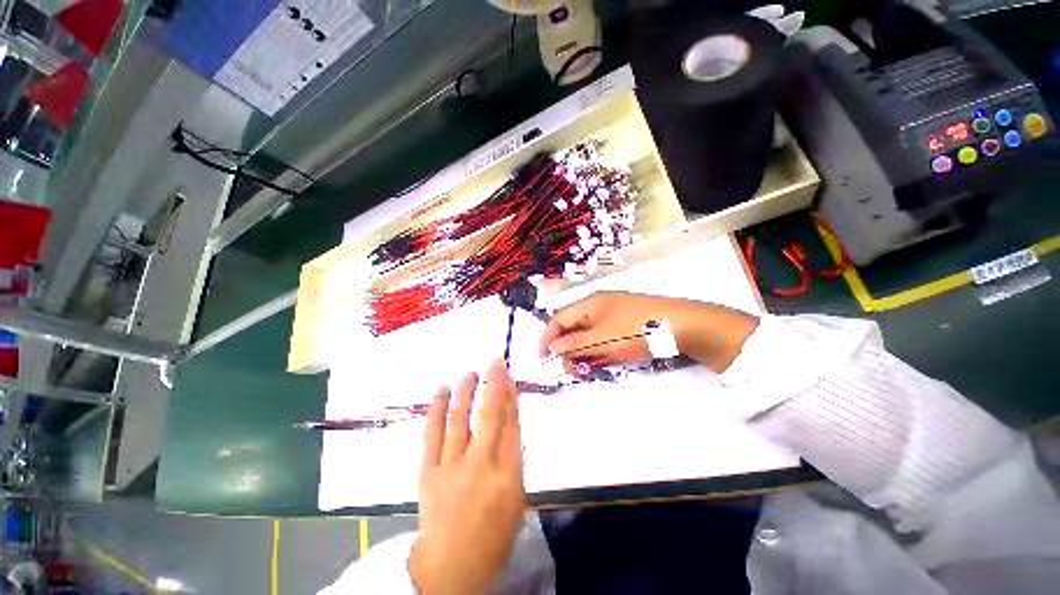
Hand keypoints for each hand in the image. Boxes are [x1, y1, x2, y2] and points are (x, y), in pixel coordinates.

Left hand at [410, 360, 525, 594]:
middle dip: (494, 384)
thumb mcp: (517, 499)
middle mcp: (481, 464)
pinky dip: (436, 409)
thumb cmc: (492, 536)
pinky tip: (442, 390)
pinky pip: (432, 433)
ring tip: (470, 373)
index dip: (511, 396)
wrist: (449, 566)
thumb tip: (510, 423)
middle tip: (495, 361)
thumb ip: (514, 459)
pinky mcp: (428, 470)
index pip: (511, 424)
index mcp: (507, 474)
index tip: (509, 376)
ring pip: (460, 418)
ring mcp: (451, 466)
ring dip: (466, 391)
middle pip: (490, 415)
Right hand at [538, 292, 758, 372]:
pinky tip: (606, 358)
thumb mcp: (602, 340)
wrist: (685, 325)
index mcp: (589, 304)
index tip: (543, 359)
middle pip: (573, 326)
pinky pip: (604, 334)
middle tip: (568, 368)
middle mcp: (599, 305)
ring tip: (587, 366)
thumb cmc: (638, 330)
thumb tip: (552, 347)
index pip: (559, 319)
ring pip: (589, 332)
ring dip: (583, 349)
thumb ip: (575, 344)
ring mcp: (614, 312)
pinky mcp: (627, 321)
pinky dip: (599, 347)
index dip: (547, 338)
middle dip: (566, 347)